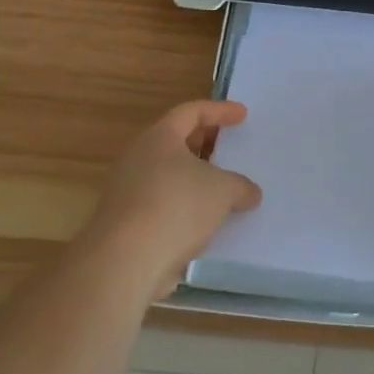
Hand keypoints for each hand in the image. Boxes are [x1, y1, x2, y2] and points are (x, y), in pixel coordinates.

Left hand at [79, 100, 261, 300]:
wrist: (125, 262)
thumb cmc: (176, 207)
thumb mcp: (223, 191)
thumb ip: (241, 186)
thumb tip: (249, 193)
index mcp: (159, 138)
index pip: (191, 112)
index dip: (219, 111)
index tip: (243, 115)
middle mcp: (138, 158)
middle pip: (176, 142)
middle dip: (205, 144)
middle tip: (230, 148)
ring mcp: (127, 192)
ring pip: (168, 176)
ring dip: (195, 180)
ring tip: (223, 190)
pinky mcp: (126, 224)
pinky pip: (163, 205)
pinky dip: (185, 208)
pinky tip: (206, 223)